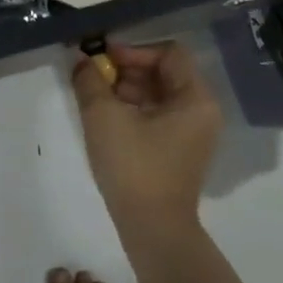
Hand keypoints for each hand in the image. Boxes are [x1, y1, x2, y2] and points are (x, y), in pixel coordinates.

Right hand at [70, 41, 221, 229]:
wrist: (152, 231)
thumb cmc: (134, 167)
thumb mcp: (104, 116)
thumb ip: (90, 80)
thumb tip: (81, 59)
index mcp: (195, 98)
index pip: (168, 53)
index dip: (134, 51)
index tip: (103, 60)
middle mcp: (201, 111)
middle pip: (163, 72)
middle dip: (126, 70)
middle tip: (94, 76)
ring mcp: (191, 133)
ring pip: (157, 94)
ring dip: (126, 89)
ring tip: (94, 96)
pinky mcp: (177, 150)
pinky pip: (156, 115)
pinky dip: (132, 109)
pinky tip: (105, 117)